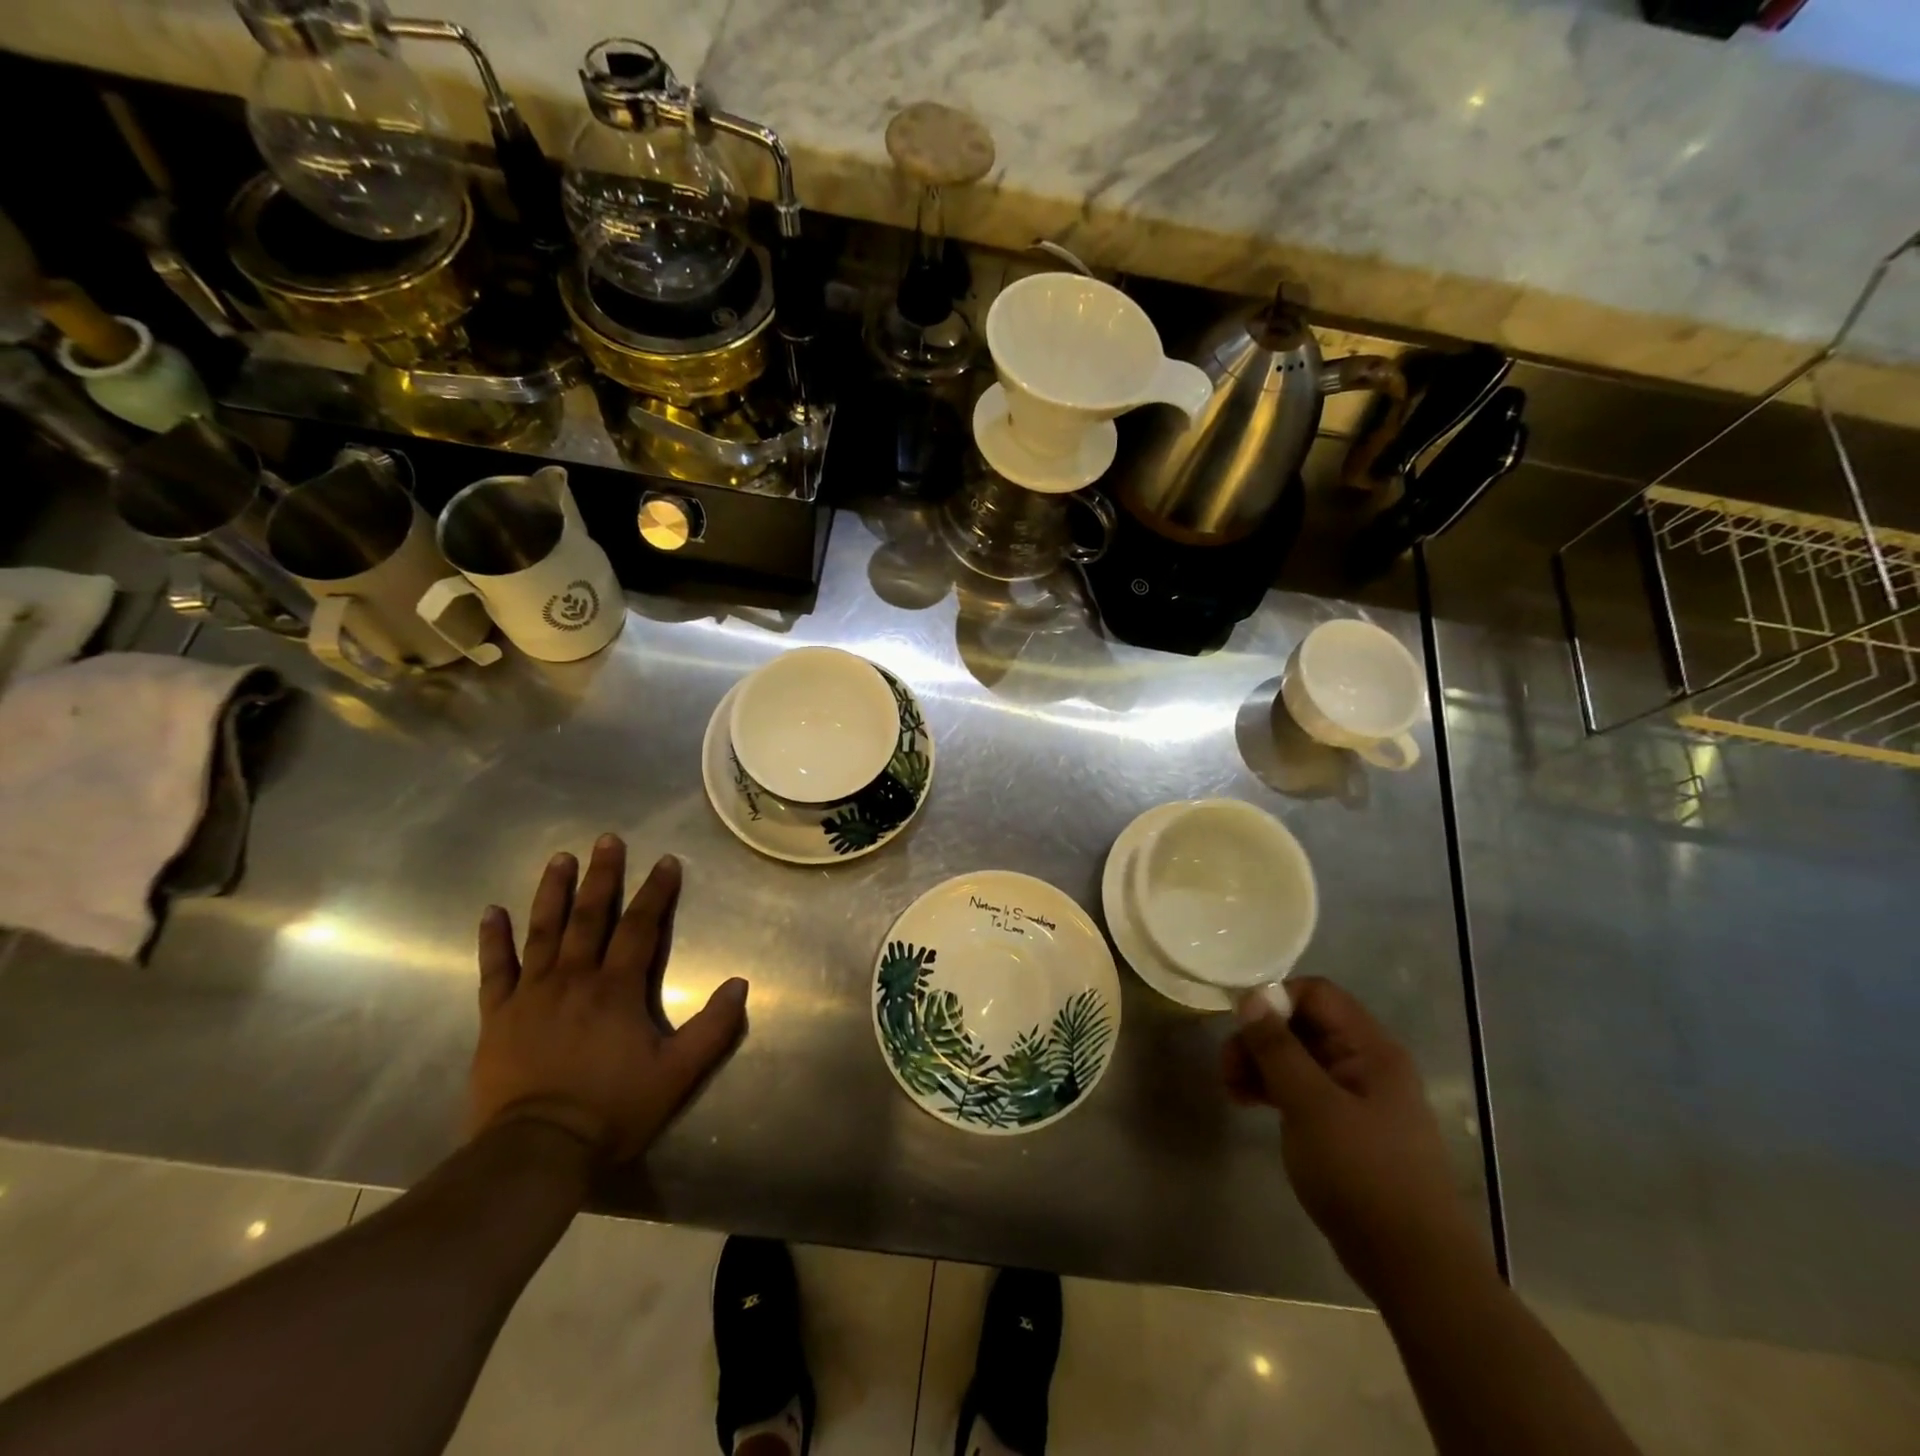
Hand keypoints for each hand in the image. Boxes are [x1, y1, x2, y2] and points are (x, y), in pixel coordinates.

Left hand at [468, 835, 747, 1163]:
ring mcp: (531, 995)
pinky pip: (494, 969)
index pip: (641, 927)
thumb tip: (740, 983)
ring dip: (553, 892)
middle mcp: (574, 978)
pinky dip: (493, 939)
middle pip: (590, 916)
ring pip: (543, 931)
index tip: (666, 861)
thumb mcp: (678, 1073)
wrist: (536, 1152)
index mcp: (617, 988)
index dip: (656, 892)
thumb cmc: (613, 1109)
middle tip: (607, 839)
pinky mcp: (498, 1016)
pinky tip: (491, 911)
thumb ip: (713, 1027)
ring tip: (560, 858)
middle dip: (603, 876)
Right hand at [1223, 976, 1487, 1301]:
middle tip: (1226, 1067)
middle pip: (1303, 1025)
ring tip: (1231, 1091)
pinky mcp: (1347, 1127)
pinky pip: (1304, 1090)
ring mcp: (1358, 1097)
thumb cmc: (1362, 1173)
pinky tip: (1249, 1105)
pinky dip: (1274, 1090)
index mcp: (1370, 1048)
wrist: (1412, 1267)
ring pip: (1299, 1058)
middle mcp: (1367, 1063)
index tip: (1239, 1026)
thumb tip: (1251, 997)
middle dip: (1260, 1038)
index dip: (1275, 1000)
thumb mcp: (1310, 1104)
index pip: (1316, 994)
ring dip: (1261, 1065)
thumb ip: (1277, 1047)